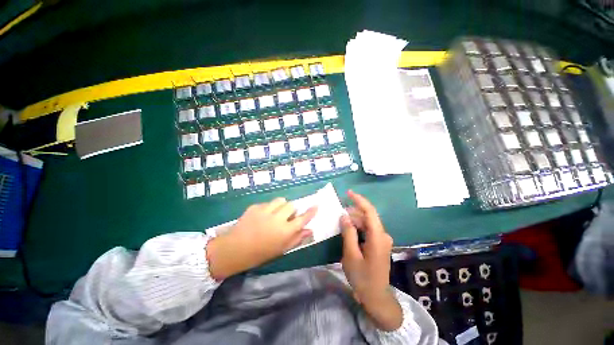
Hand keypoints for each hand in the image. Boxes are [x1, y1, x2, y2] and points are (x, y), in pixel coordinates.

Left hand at [207, 198, 316, 279]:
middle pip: (291, 205)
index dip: (310, 212)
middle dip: (291, 210)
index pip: (302, 218)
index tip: (315, 206)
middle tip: (287, 216)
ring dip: (281, 205)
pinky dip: (268, 208)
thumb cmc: (260, 253)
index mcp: (285, 231)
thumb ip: (296, 238)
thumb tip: (309, 230)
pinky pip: (267, 203)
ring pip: (280, 200)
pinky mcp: (255, 207)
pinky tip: (262, 216)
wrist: (235, 249)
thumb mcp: (281, 249)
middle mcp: (277, 218)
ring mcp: (265, 211)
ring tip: (275, 213)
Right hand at [341, 190, 401, 330]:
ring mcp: (382, 240)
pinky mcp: (379, 244)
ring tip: (341, 222)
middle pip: (367, 217)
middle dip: (353, 212)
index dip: (359, 200)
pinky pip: (367, 230)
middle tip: (339, 214)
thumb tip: (344, 216)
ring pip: (367, 223)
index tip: (348, 193)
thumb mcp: (351, 255)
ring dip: (354, 220)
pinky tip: (348, 230)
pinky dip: (358, 228)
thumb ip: (348, 233)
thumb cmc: (362, 277)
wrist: (376, 297)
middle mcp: (383, 235)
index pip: (370, 211)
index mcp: (378, 237)